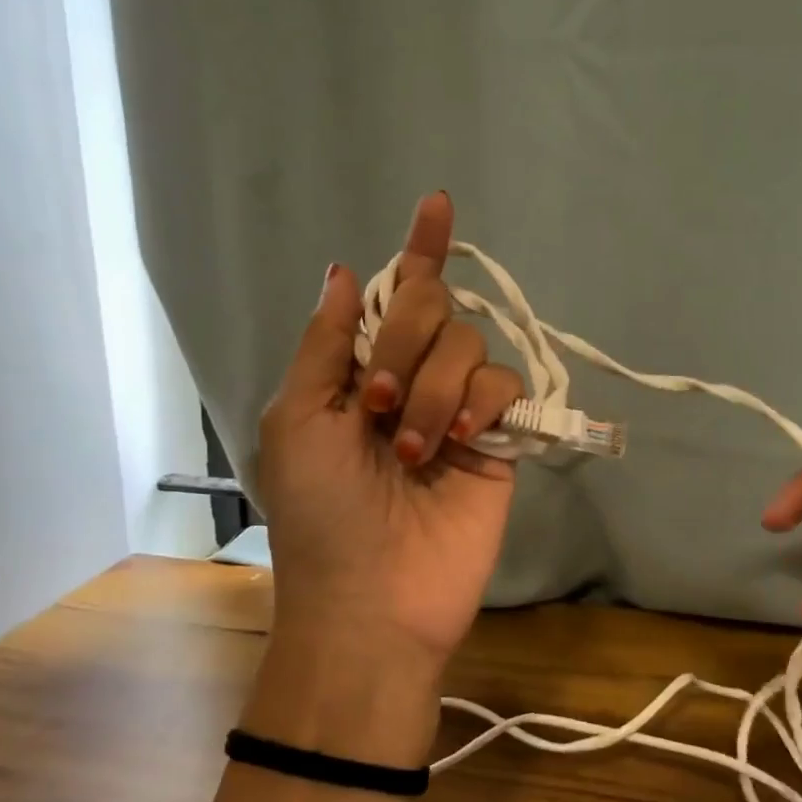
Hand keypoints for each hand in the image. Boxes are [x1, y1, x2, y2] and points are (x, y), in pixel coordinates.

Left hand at [254, 192, 524, 668]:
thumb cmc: (320, 511)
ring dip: (432, 389)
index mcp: (358, 370)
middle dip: (402, 342)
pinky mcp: (499, 437)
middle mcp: (411, 377)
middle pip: (433, 306)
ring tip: (413, 448)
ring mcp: (458, 407)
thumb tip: (344, 270)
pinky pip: (505, 385)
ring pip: (469, 345)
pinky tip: (459, 442)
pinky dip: (479, 403)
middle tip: (374, 400)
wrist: (372, 599)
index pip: (395, 294)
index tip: (437, 202)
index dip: (418, 250)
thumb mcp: (296, 419)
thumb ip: (326, 342)